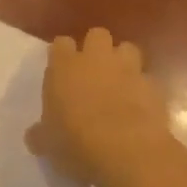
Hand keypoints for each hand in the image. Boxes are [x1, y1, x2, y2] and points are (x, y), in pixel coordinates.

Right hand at [26, 27, 174, 182]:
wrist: (127, 151)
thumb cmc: (76, 142)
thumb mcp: (48, 144)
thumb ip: (41, 134)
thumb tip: (33, 136)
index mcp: (64, 66)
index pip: (60, 44)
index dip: (62, 54)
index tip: (61, 70)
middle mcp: (96, 59)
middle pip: (97, 35)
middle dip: (96, 49)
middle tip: (92, 72)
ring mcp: (128, 70)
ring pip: (128, 49)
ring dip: (124, 62)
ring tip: (120, 84)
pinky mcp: (153, 87)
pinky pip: (148, 80)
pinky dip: (144, 90)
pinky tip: (140, 108)